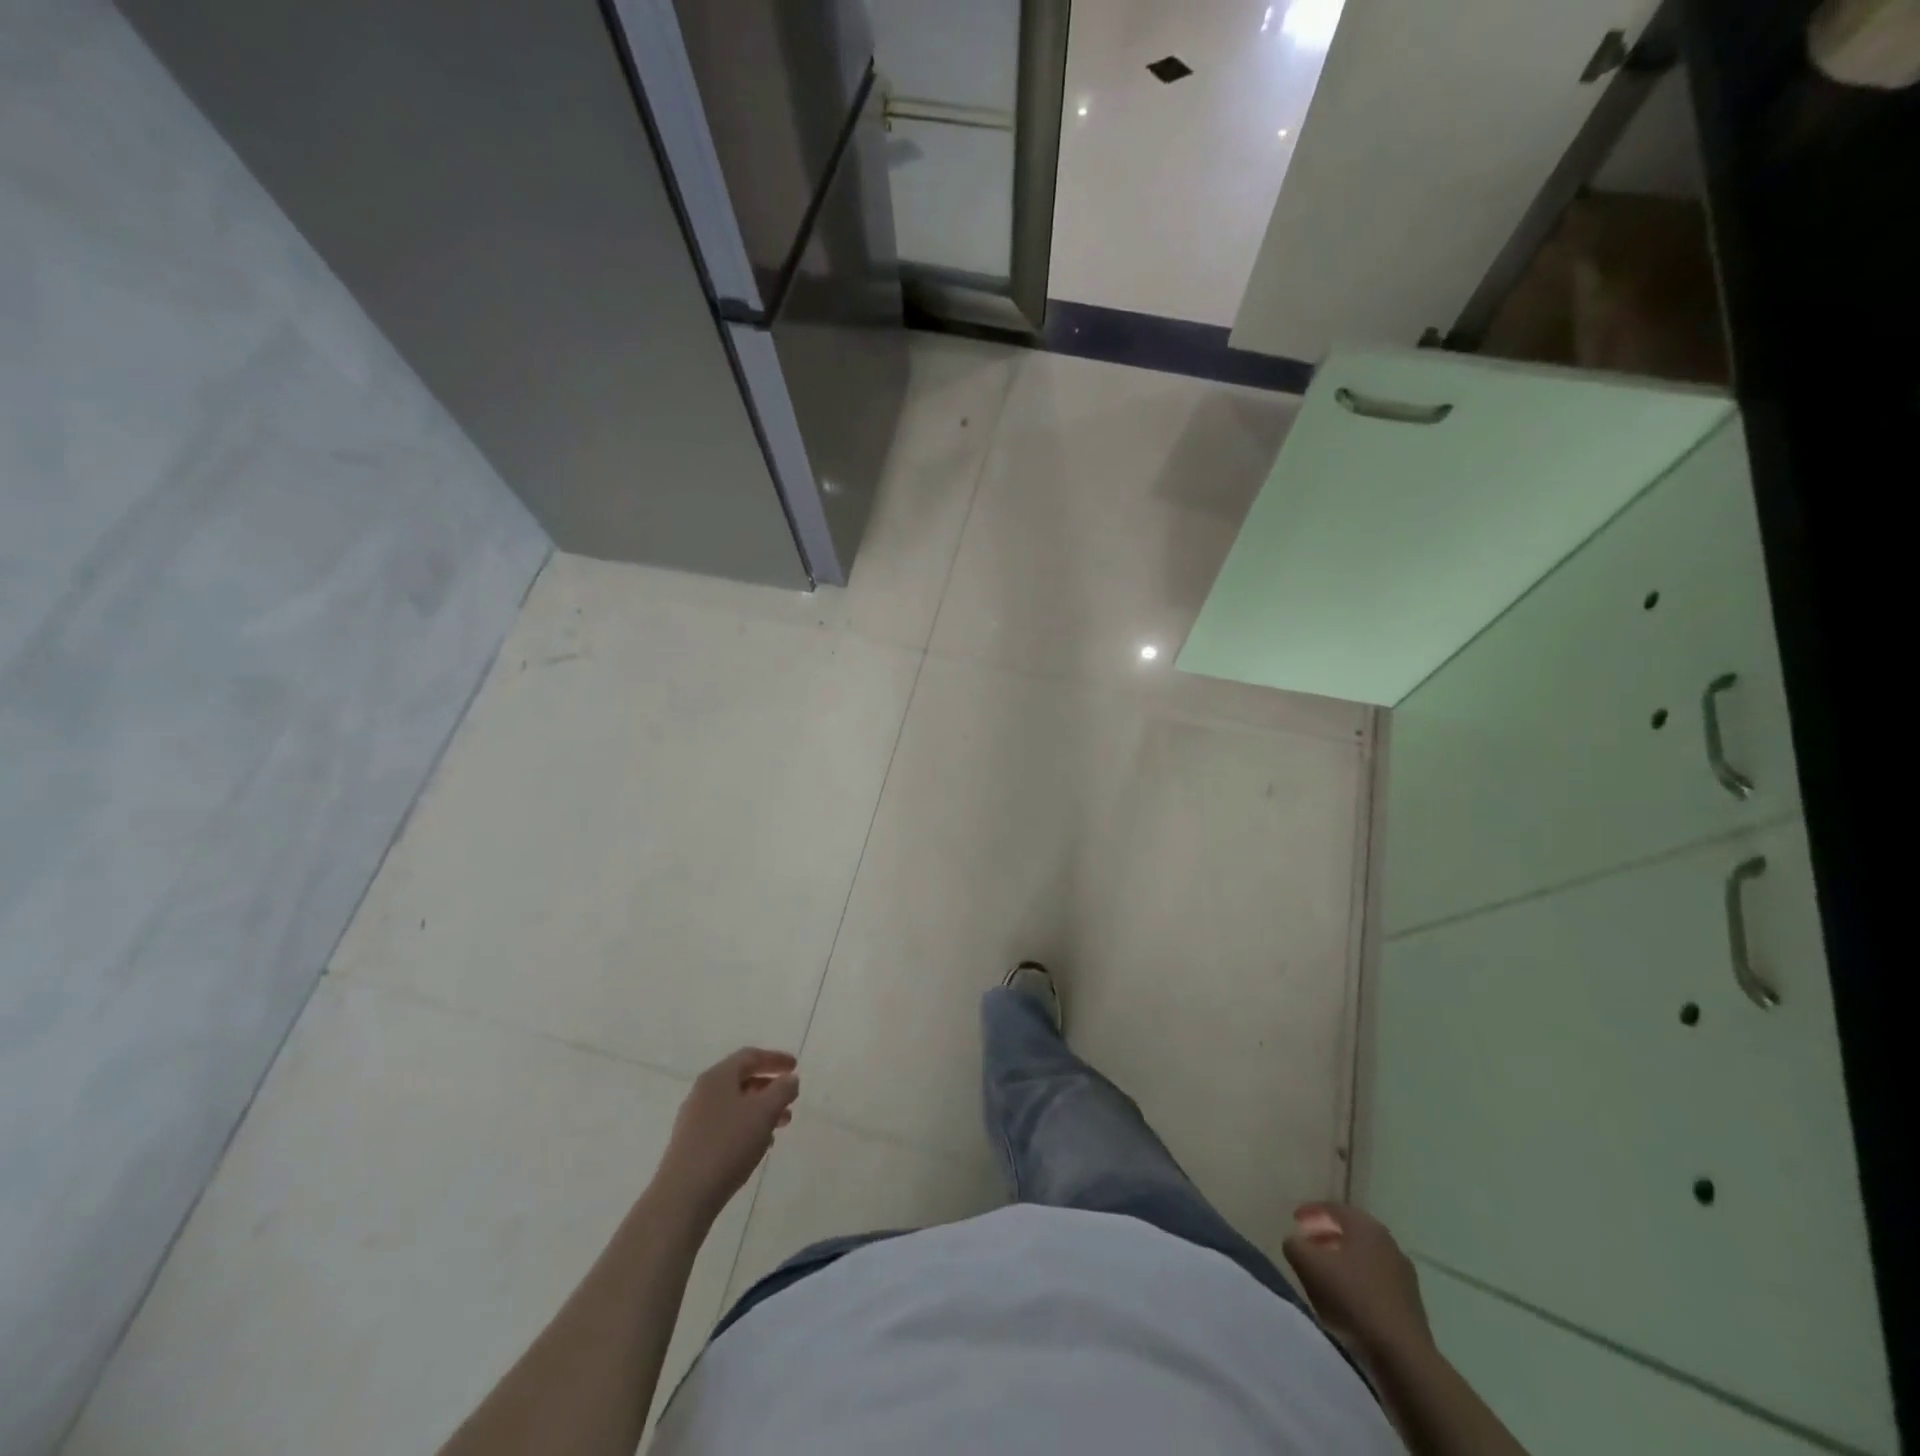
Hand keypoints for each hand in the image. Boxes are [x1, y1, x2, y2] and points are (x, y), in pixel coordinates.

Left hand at [653, 1048, 798, 1223]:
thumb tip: (790, 1079)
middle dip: (769, 1087)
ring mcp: (694, 1119)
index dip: (775, 1059)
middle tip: (791, 1098)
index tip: (795, 1067)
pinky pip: (725, 1125)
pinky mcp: (691, 1144)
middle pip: (741, 1080)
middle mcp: (703, 1092)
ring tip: (781, 1125)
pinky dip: (746, 1127)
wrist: (683, 1196)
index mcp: (718, 1077)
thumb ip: (782, 1090)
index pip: (750, 1056)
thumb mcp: (764, 1112)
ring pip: (735, 1105)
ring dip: (760, 1110)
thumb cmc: (727, 1144)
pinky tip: (759, 1146)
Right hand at [1282, 1203, 1432, 1365]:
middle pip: (1351, 1231)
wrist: (1402, 1356)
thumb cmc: (1352, 1298)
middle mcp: (1388, 1243)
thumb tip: (1295, 1241)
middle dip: (1326, 1235)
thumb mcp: (1308, 1265)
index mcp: (1365, 1226)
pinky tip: (1347, 1298)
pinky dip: (1358, 1281)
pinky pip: (1376, 1280)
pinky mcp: (1411, 1303)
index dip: (1310, 1211)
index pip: (1333, 1208)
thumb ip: (1294, 1245)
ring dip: (1343, 1259)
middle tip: (1308, 1244)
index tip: (1294, 1220)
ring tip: (1324, 1273)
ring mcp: (1403, 1274)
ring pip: (1364, 1257)